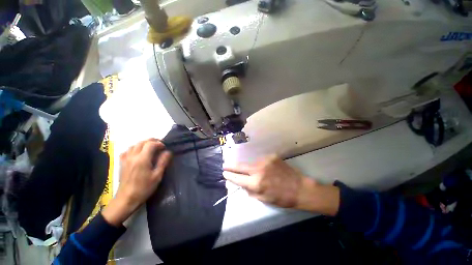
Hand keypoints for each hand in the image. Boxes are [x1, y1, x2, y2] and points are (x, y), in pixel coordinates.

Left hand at [103, 139, 171, 225]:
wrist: (126, 199)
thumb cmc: (144, 188)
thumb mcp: (157, 176)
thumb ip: (163, 162)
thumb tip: (168, 152)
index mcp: (142, 159)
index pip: (151, 144)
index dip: (159, 143)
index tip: (164, 147)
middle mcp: (133, 156)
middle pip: (142, 142)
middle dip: (152, 141)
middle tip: (160, 145)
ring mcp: (126, 159)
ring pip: (134, 145)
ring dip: (144, 143)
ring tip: (151, 148)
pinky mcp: (122, 163)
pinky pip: (127, 151)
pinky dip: (134, 148)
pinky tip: (138, 152)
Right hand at [223, 155, 339, 215]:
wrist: (299, 187)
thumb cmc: (282, 197)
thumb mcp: (264, 199)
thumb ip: (250, 191)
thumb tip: (242, 184)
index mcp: (256, 183)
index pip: (238, 178)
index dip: (230, 175)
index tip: (224, 173)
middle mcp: (259, 169)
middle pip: (241, 166)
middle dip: (231, 166)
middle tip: (225, 165)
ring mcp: (265, 161)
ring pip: (250, 162)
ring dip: (246, 165)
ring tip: (244, 168)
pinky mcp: (271, 156)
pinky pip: (260, 160)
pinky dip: (257, 164)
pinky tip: (261, 167)